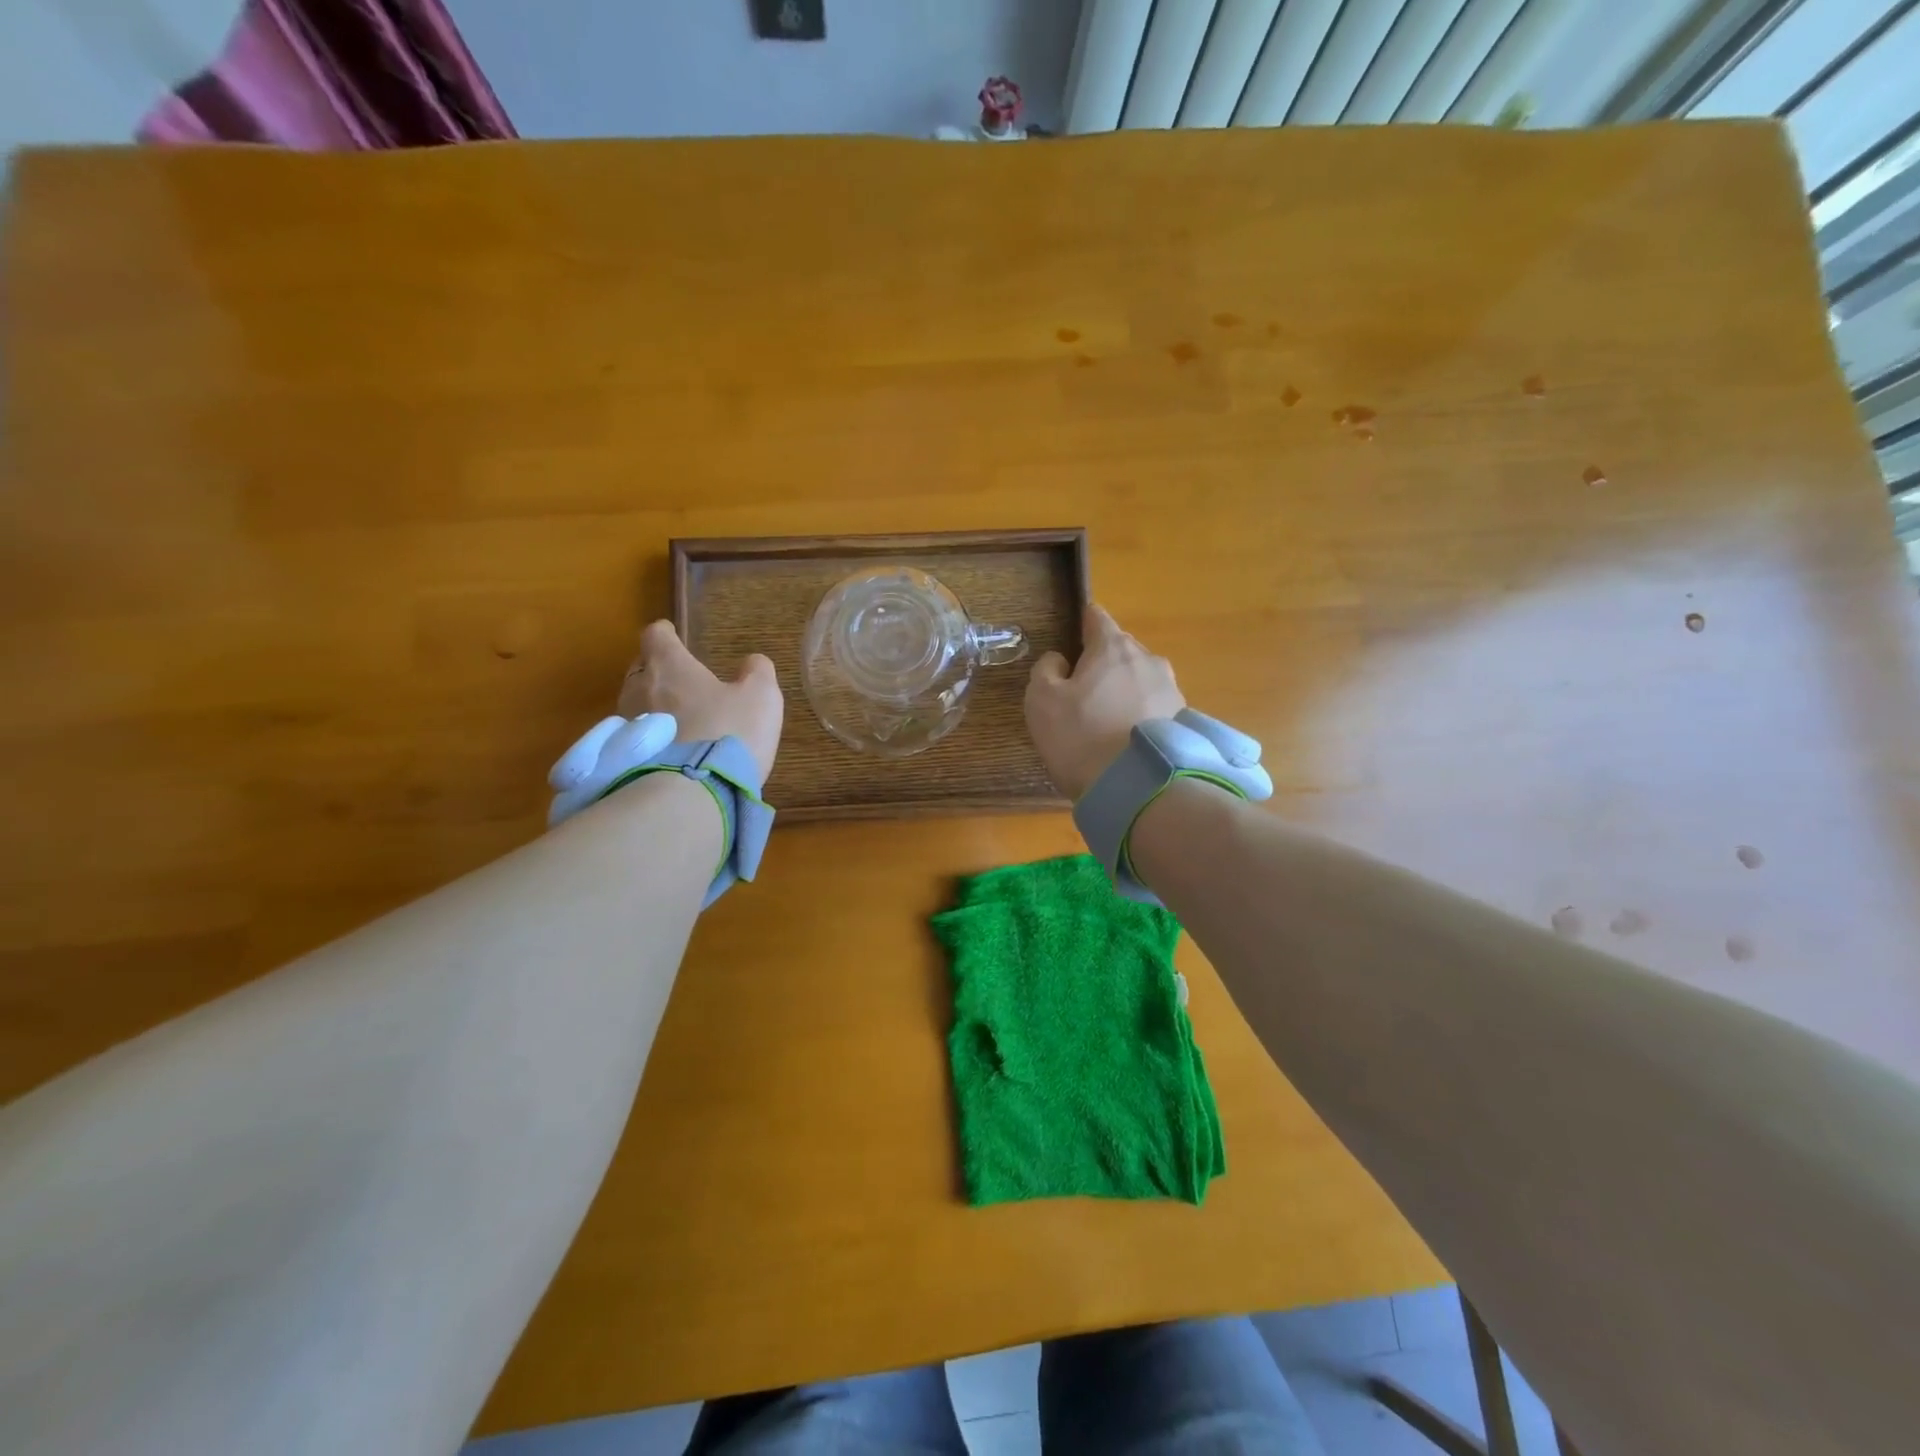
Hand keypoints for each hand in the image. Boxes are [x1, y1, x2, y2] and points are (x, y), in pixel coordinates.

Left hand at [617, 621, 783, 784]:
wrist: (695, 793)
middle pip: (640, 669)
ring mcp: (626, 726)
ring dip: (651, 708)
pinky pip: (635, 738)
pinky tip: (669, 751)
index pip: (655, 635)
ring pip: (634, 705)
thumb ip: (757, 671)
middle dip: (657, 671)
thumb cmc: (729, 732)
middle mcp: (638, 689)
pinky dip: (649, 739)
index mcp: (669, 666)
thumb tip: (752, 662)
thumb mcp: (761, 696)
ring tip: (675, 721)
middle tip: (679, 681)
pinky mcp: (624, 759)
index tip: (675, 636)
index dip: (666, 633)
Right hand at [1025, 605, 1184, 800]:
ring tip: (1104, 724)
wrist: (1137, 788)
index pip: (1096, 617)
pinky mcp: (1183, 723)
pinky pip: (1152, 709)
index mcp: (1113, 647)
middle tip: (1080, 694)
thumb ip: (1045, 670)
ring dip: (1122, 693)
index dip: (1080, 625)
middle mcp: (1149, 660)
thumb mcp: (1041, 700)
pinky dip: (1138, 718)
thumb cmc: (1080, 736)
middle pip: (1119, 651)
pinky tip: (1124, 743)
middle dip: (1101, 665)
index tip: (1069, 642)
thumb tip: (1060, 660)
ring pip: (1138, 681)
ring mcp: (1172, 691)